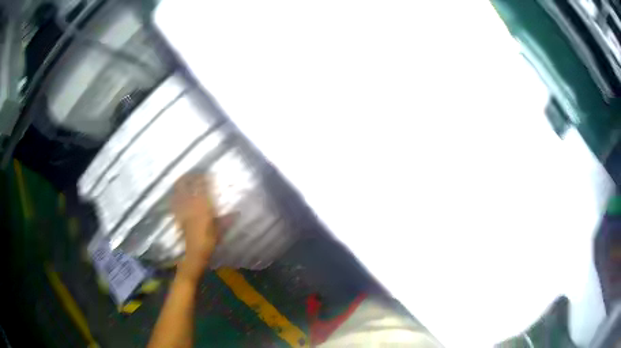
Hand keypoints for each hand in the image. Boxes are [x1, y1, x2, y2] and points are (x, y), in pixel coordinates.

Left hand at [172, 174, 217, 281]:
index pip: (201, 186)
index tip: (205, 172)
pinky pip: (174, 201)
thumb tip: (238, 213)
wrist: (193, 253)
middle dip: (188, 176)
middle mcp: (191, 204)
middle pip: (186, 185)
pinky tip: (175, 194)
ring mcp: (182, 209)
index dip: (202, 177)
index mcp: (203, 206)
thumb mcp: (220, 230)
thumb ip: (227, 220)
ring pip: (178, 191)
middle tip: (192, 172)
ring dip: (180, 183)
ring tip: (182, 178)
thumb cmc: (209, 241)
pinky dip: (175, 195)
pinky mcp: (177, 215)